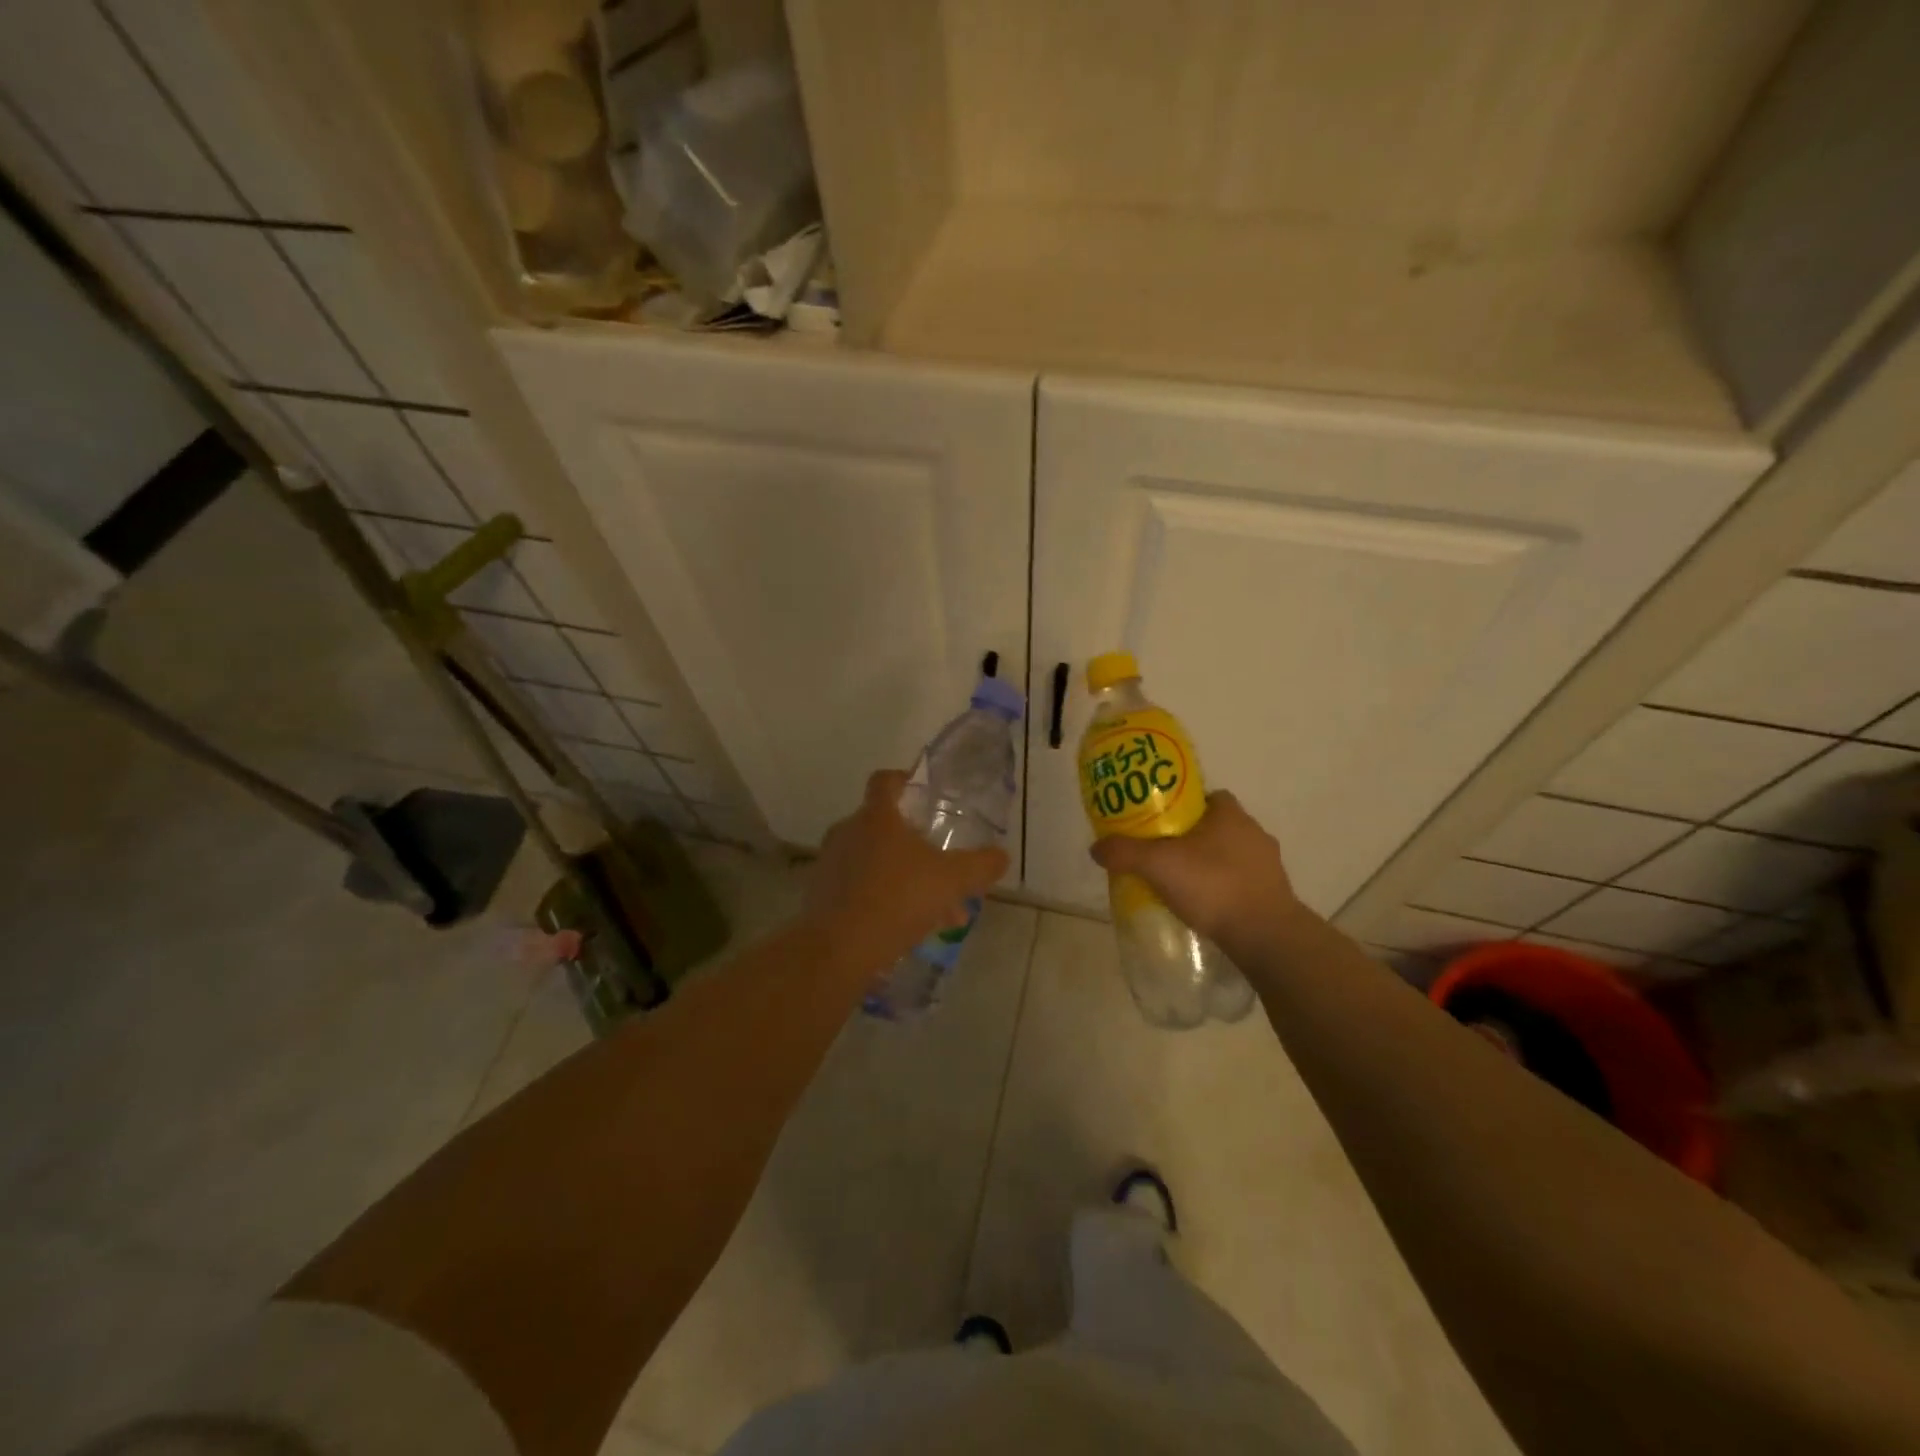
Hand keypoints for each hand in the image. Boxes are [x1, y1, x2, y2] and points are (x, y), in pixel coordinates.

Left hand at [803, 770, 1009, 975]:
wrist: (837, 949)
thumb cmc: (897, 899)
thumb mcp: (952, 880)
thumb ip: (980, 865)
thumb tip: (1001, 856)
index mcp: (877, 817)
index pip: (885, 781)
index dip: (905, 780)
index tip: (924, 794)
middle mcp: (848, 831)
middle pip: (884, 826)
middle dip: (916, 845)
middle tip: (943, 867)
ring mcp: (831, 863)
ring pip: (875, 861)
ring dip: (905, 877)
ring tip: (937, 911)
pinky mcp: (821, 894)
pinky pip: (860, 887)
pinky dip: (883, 898)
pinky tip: (908, 928)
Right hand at [1089, 791, 1310, 950]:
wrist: (1266, 936)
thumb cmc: (1213, 885)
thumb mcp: (1158, 865)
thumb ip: (1125, 852)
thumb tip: (1095, 847)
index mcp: (1230, 814)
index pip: (1205, 796)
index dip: (1181, 806)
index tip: (1159, 823)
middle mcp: (1254, 832)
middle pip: (1215, 826)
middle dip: (1191, 838)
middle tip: (1162, 854)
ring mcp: (1268, 865)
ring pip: (1229, 856)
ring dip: (1209, 866)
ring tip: (1180, 884)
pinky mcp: (1274, 895)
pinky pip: (1241, 883)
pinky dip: (1223, 890)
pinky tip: (1204, 907)